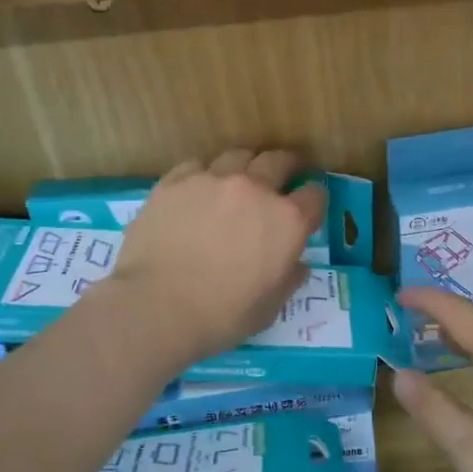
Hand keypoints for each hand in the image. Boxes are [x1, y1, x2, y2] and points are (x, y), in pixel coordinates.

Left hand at [107, 150, 325, 368]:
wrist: (158, 306)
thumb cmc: (222, 315)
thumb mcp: (271, 307)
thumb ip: (289, 278)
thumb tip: (296, 264)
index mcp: (287, 221)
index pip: (315, 195)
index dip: (314, 199)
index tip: (308, 205)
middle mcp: (255, 189)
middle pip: (279, 160)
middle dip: (286, 166)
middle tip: (282, 175)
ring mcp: (213, 179)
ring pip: (237, 156)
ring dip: (244, 166)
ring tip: (237, 180)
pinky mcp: (175, 181)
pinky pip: (197, 166)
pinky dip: (203, 176)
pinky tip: (196, 192)